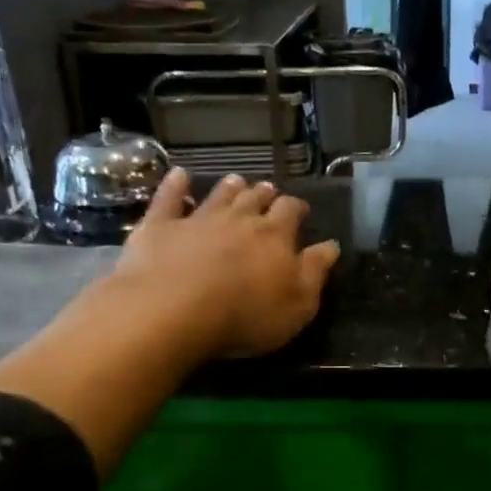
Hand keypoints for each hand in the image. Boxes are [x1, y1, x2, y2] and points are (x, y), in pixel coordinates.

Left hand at [112, 168, 340, 360]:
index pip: (290, 211)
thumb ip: (315, 272)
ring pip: (218, 195)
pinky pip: (169, 198)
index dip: (296, 208)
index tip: (300, 211)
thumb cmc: (245, 315)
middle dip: (264, 194)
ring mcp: (197, 219)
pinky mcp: (160, 226)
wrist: (173, 311)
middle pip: (255, 198)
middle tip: (267, 192)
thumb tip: (331, 245)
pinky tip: (179, 174)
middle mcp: (238, 218)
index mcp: (275, 236)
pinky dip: (175, 185)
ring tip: (236, 181)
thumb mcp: (297, 305)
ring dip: (229, 187)